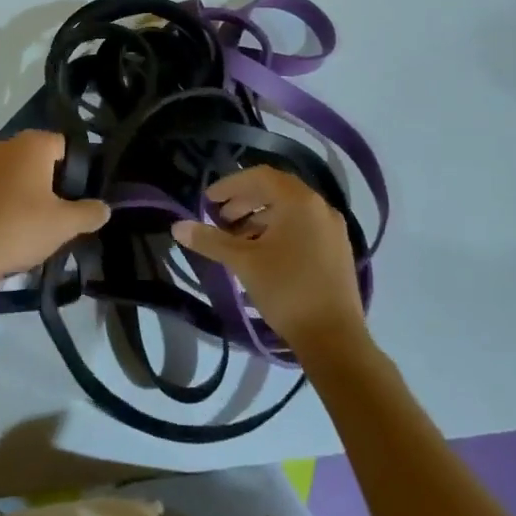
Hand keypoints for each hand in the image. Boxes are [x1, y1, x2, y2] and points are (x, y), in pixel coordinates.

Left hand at [0, 131, 108, 299]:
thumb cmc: (17, 230)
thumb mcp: (63, 226)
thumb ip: (88, 213)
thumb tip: (105, 208)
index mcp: (31, 145)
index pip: (63, 145)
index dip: (74, 170)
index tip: (74, 197)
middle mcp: (0, 146)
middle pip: (32, 158)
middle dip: (43, 181)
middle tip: (51, 214)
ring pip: (5, 174)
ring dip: (15, 192)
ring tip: (20, 226)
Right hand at [172, 165, 367, 362]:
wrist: (334, 339)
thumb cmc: (286, 290)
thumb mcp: (243, 262)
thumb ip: (211, 240)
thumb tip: (177, 227)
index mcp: (299, 201)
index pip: (260, 176)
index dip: (230, 185)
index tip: (208, 201)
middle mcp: (320, 206)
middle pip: (276, 191)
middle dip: (244, 201)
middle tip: (220, 219)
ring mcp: (333, 229)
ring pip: (290, 210)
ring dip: (260, 217)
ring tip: (236, 238)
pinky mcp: (337, 249)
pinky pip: (303, 226)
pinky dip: (278, 230)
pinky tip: (262, 252)